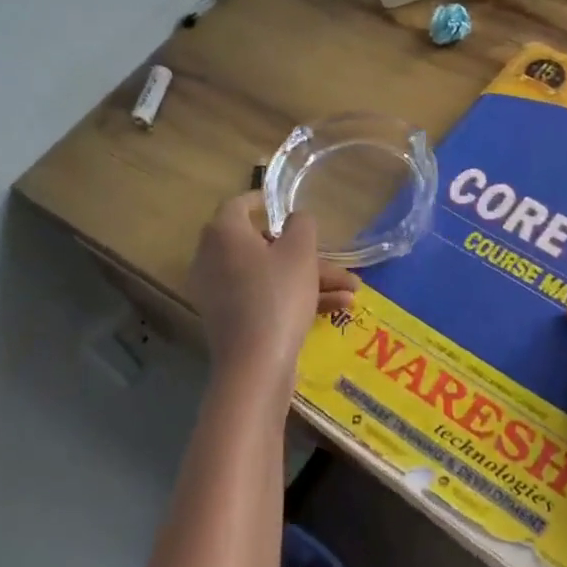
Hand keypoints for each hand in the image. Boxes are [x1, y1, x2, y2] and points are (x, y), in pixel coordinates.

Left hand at [188, 194, 357, 383]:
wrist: (255, 365)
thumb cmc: (277, 295)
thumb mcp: (300, 252)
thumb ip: (301, 225)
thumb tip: (296, 219)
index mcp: (224, 233)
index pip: (240, 204)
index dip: (265, 201)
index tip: (285, 205)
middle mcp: (213, 258)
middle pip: (264, 246)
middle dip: (307, 255)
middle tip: (338, 263)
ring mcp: (220, 292)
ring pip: (270, 275)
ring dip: (311, 280)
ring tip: (353, 291)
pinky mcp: (230, 319)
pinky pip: (265, 298)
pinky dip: (295, 298)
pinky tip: (337, 307)